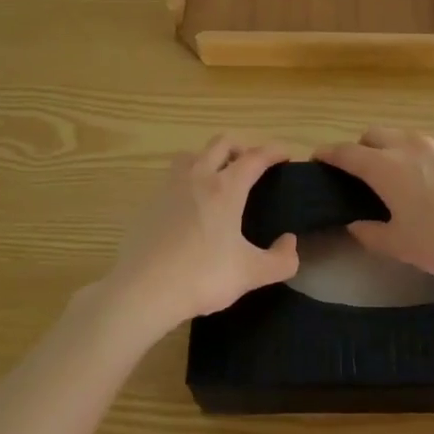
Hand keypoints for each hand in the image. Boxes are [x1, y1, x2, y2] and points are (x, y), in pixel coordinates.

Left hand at [103, 135, 298, 331]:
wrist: (143, 290)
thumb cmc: (202, 276)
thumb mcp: (251, 273)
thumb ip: (280, 260)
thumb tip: (290, 243)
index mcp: (226, 188)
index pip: (255, 157)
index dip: (274, 151)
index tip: (286, 154)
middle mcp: (198, 177)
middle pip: (221, 143)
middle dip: (242, 147)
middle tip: (253, 165)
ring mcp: (170, 187)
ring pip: (192, 155)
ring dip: (209, 157)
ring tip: (218, 178)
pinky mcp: (150, 202)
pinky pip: (173, 177)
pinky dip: (187, 180)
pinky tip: (190, 206)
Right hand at [315, 128, 433, 282]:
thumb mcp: (399, 246)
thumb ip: (370, 233)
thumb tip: (355, 225)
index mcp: (386, 167)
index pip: (347, 153)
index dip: (329, 154)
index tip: (319, 157)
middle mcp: (410, 146)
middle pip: (375, 134)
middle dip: (363, 146)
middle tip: (363, 169)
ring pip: (409, 136)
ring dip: (397, 149)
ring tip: (405, 174)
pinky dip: (431, 157)